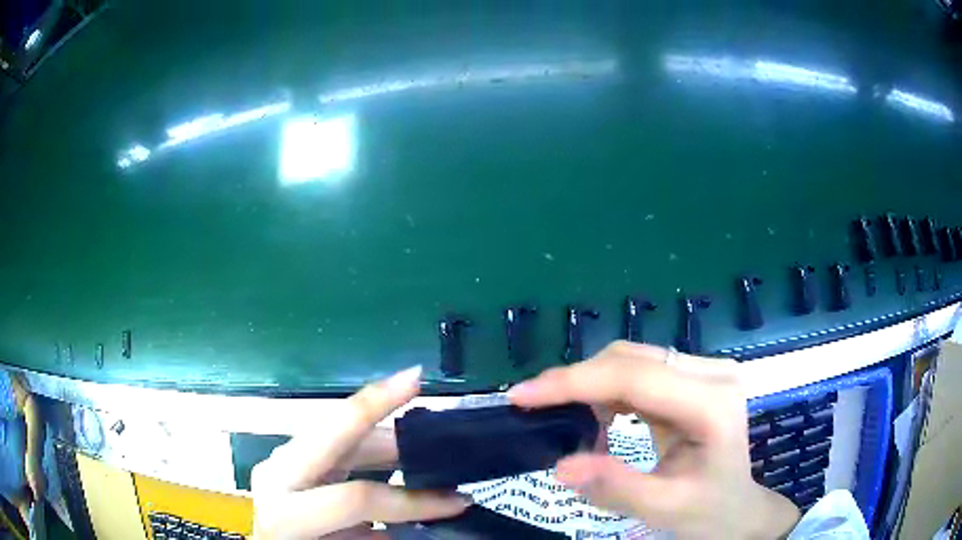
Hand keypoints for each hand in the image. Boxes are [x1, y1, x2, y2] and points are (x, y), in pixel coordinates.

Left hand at [251, 366, 469, 538]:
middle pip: (332, 429)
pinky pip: (331, 442)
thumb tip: (428, 528)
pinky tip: (393, 453)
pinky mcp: (285, 459)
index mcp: (288, 509)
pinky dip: (364, 443)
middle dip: (377, 400)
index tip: (459, 500)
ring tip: (420, 431)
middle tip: (417, 379)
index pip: (357, 497)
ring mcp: (280, 461)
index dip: (412, 502)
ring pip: (333, 429)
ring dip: (379, 428)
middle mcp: (280, 474)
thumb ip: (378, 539)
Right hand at [508, 341, 800, 538]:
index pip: (636, 379)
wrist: (738, 508)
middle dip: (577, 381)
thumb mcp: (664, 509)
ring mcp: (704, 372)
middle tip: (532, 405)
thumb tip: (560, 465)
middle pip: (631, 359)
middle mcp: (712, 373)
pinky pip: (639, 373)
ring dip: (590, 385)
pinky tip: (597, 418)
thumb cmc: (709, 511)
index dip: (575, 382)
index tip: (522, 395)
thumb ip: (615, 488)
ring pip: (631, 360)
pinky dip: (607, 391)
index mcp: (713, 404)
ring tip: (564, 418)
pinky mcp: (692, 379)